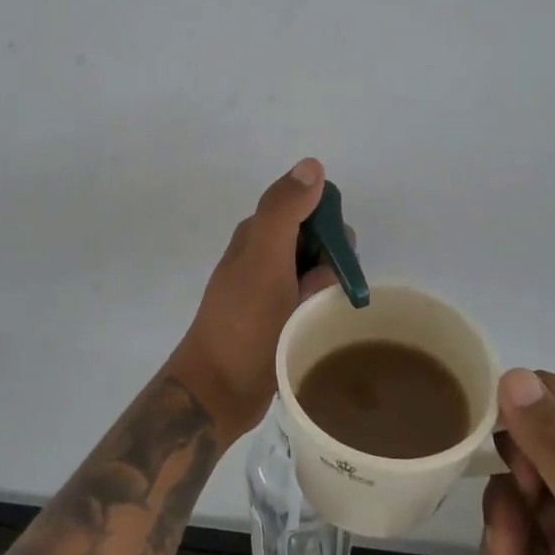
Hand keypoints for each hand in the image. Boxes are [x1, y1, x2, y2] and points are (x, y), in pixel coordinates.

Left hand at [168, 158, 337, 442]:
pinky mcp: (279, 320)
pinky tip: (322, 328)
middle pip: (319, 241)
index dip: (330, 227)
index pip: (309, 208)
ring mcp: (271, 290)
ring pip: (319, 274)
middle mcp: (264, 256)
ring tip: (320, 317)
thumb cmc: (243, 321)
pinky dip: (323, 310)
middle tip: (323, 293)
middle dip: (334, 262)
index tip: (336, 257)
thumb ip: (284, 210)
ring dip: (330, 289)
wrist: (218, 390)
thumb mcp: (264, 258)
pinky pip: (313, 302)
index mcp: (258, 234)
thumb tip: (313, 164)